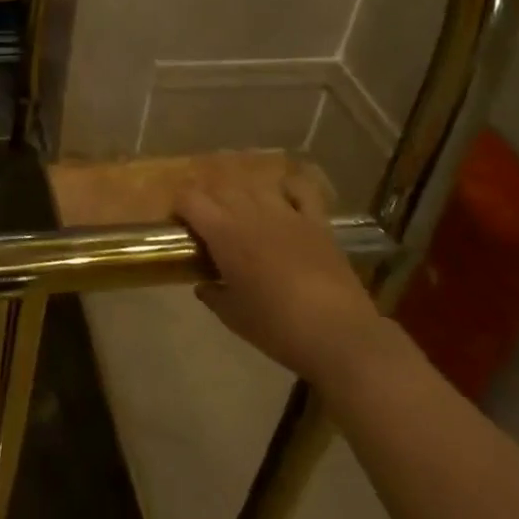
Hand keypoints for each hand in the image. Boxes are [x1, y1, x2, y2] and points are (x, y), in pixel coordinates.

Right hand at [177, 175, 395, 394]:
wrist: (338, 334)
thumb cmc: (277, 328)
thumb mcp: (234, 317)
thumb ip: (213, 295)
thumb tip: (203, 285)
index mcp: (224, 233)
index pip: (190, 198)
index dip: (180, 206)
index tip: (181, 224)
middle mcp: (250, 212)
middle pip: (220, 186)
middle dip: (208, 198)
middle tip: (208, 222)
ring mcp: (286, 212)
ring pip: (254, 184)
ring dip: (242, 193)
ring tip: (242, 212)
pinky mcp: (315, 220)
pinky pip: (299, 190)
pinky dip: (287, 189)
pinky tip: (283, 201)